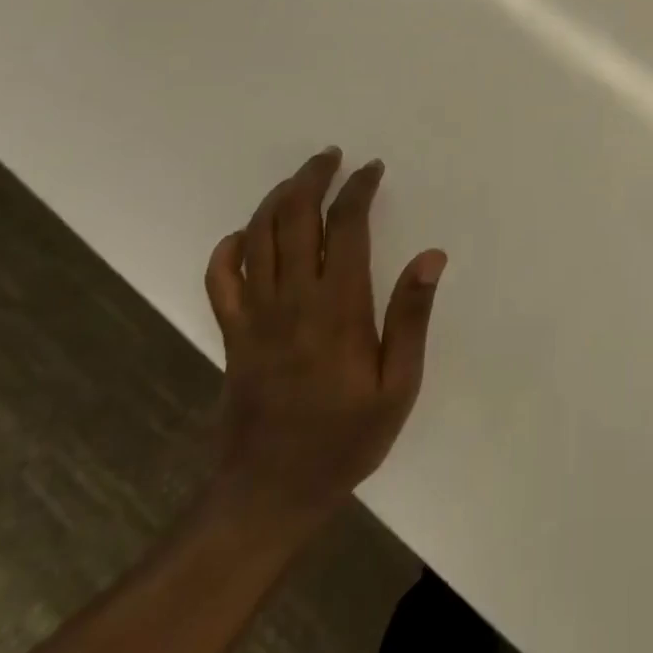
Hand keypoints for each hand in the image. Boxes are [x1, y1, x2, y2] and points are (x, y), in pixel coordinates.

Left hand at [203, 148, 445, 537]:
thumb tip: (432, 256)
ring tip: (299, 179)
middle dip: (312, 178)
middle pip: (294, 217)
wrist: (268, 495)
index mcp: (337, 306)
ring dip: (277, 199)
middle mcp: (291, 299)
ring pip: (257, 237)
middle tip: (331, 157)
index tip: (371, 169)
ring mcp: (254, 315)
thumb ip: (411, 317)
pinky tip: (244, 235)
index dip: (358, 188)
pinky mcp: (231, 335)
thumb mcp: (397, 387)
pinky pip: (220, 279)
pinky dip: (228, 248)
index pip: (345, 225)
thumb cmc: (344, 440)